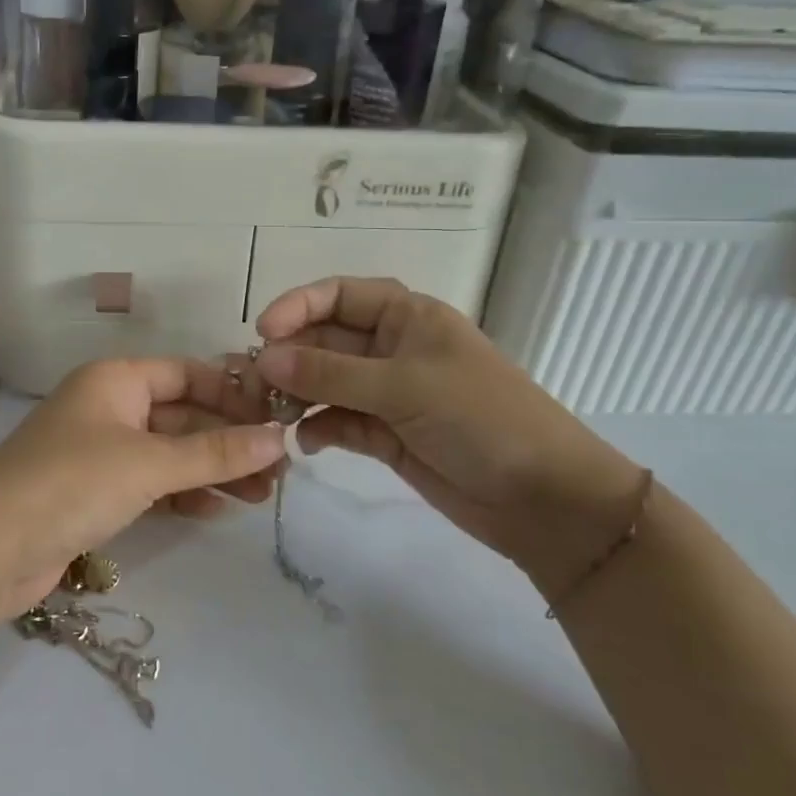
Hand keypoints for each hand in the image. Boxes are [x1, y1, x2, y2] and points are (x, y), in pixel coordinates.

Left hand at [0, 358, 285, 615]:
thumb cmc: (73, 482)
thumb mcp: (151, 463)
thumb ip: (216, 451)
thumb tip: (279, 438)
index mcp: (116, 379)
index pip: (187, 373)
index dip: (232, 393)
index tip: (275, 419)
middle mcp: (108, 407)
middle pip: (182, 415)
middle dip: (228, 440)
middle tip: (278, 469)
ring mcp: (100, 452)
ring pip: (169, 453)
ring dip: (212, 471)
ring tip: (261, 496)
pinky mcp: (94, 494)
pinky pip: (151, 484)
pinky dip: (182, 494)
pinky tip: (217, 510)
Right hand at [251, 277, 646, 600]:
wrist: (543, 499)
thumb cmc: (481, 418)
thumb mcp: (404, 386)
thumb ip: (330, 372)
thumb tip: (263, 356)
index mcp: (406, 317)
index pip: (339, 295)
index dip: (297, 306)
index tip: (262, 332)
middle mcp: (392, 348)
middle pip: (324, 341)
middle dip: (288, 358)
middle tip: (251, 385)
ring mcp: (388, 394)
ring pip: (326, 383)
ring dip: (296, 395)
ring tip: (269, 415)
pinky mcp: (385, 435)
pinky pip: (338, 421)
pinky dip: (318, 428)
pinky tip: (305, 443)